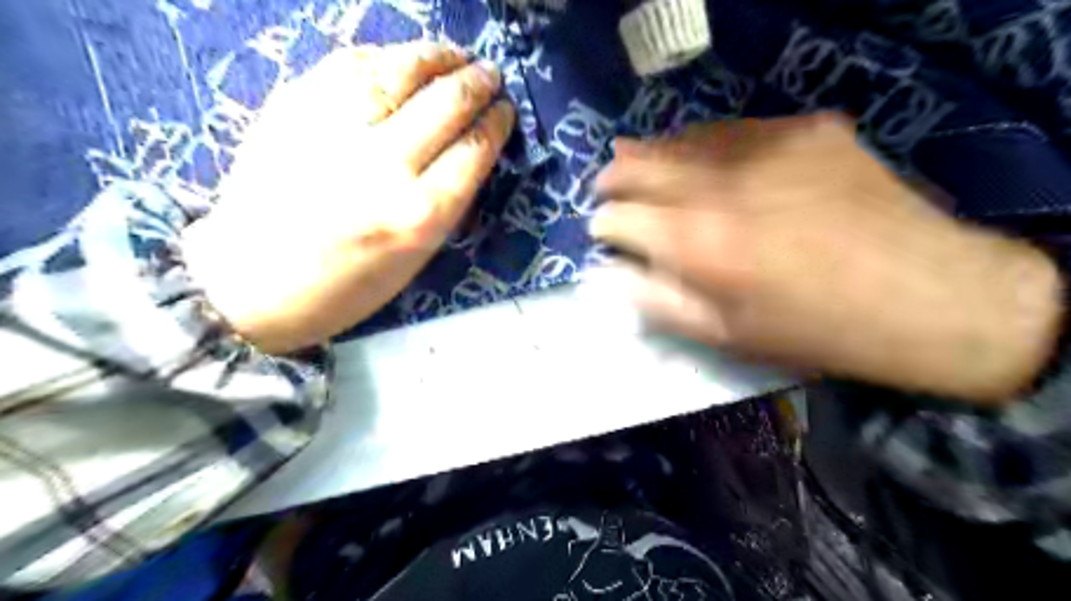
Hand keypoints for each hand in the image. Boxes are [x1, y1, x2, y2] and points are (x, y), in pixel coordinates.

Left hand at [182, 43, 513, 351]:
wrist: (251, 281)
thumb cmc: (347, 285)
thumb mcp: (416, 258)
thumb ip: (447, 201)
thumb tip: (471, 149)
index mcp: (419, 214)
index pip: (474, 149)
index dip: (496, 122)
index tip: (505, 111)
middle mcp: (383, 165)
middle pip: (446, 103)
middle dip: (478, 83)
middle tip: (490, 75)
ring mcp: (335, 129)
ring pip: (400, 70)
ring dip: (438, 56)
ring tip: (456, 55)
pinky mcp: (293, 106)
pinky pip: (351, 64)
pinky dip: (386, 55)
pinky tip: (403, 59)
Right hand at [589, 112, 1064, 404]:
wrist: (925, 296)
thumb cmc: (812, 330)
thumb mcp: (723, 336)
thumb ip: (656, 302)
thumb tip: (609, 275)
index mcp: (695, 242)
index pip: (618, 217)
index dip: (601, 224)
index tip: (601, 230)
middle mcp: (719, 184)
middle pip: (639, 165)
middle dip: (612, 177)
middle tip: (604, 187)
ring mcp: (764, 148)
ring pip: (681, 139)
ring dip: (650, 153)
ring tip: (635, 160)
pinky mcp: (805, 131)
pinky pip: (734, 129)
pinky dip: (704, 144)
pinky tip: (702, 156)